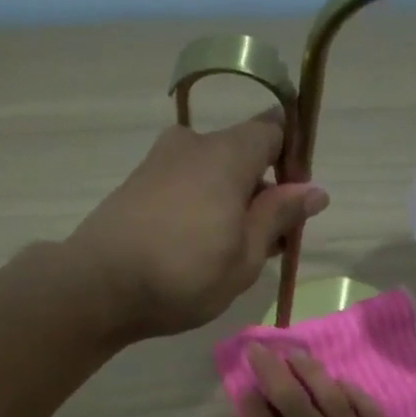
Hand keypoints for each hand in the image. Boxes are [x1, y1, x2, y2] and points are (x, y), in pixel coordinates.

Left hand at [67, 113, 329, 339]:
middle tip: (265, 245)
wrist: (99, 286)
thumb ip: (279, 217)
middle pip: (241, 154)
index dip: (292, 163)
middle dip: (260, 192)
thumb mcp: (245, 255)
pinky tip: (195, 252)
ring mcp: (159, 162)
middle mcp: (192, 144)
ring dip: (229, 205)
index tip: (293, 207)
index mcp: (227, 153)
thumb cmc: (185, 274)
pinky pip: (184, 187)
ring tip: (229, 256)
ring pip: (212, 174)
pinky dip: (200, 210)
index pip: (273, 130)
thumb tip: (315, 190)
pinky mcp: (137, 185)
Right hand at [240, 345, 415, 416]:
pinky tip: (342, 383)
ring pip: (329, 394)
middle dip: (271, 370)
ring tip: (296, 353)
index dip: (251, 403)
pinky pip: (366, 409)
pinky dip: (353, 393)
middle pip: (291, 397)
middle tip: (258, 347)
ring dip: (310, 371)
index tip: (243, 385)